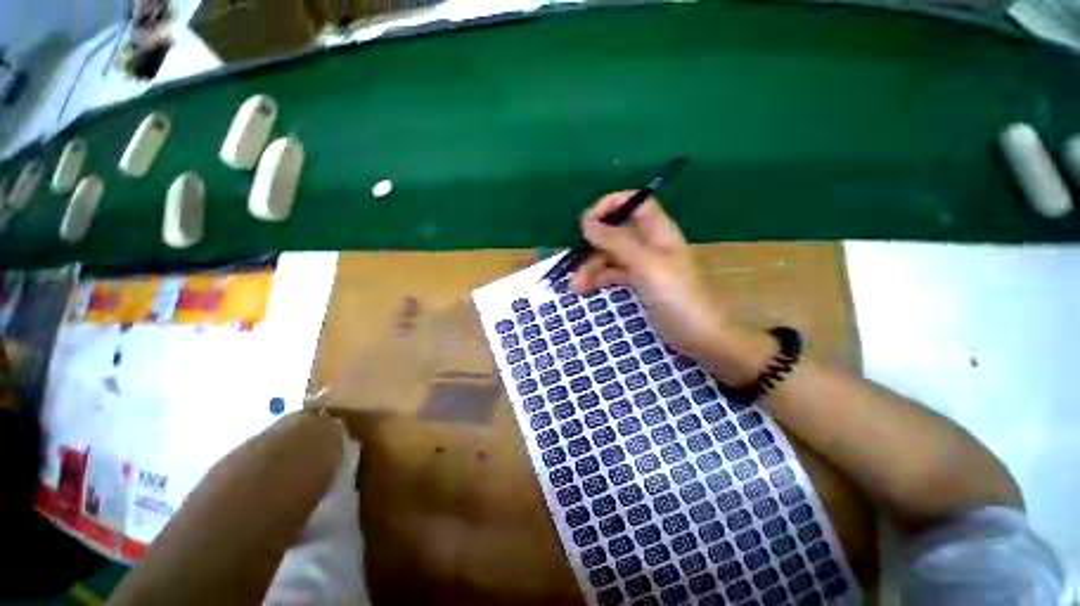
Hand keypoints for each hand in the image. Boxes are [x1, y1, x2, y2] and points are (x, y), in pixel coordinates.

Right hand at [569, 191, 727, 360]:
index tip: (587, 221)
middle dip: (593, 245)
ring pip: (611, 256)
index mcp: (658, 231)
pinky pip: (613, 274)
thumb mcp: (643, 263)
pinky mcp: (638, 285)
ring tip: (574, 287)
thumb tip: (585, 219)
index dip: (611, 205)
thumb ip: (614, 240)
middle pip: (616, 233)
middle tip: (572, 263)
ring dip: (591, 268)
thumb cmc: (674, 293)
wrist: (697, 335)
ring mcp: (643, 265)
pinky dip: (598, 279)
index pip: (635, 202)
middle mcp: (650, 244)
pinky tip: (583, 289)